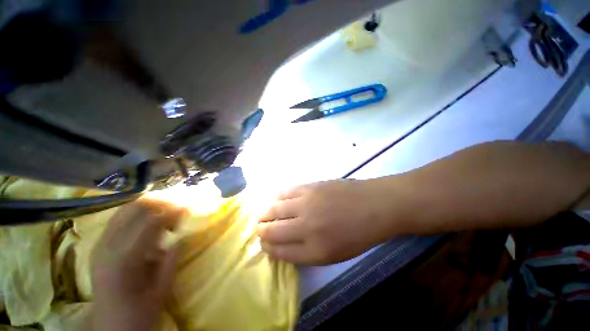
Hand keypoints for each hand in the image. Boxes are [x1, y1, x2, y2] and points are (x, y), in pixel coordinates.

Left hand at [90, 199, 185, 330]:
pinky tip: (149, 218)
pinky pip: (119, 217)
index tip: (188, 208)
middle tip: (178, 206)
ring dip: (149, 205)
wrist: (110, 325)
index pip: (151, 222)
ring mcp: (100, 243)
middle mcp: (108, 246)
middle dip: (160, 202)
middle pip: (135, 208)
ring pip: (125, 208)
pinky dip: (137, 212)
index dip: (172, 211)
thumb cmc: (139, 311)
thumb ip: (172, 258)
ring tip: (166, 209)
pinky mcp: (99, 244)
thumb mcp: (162, 289)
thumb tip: (182, 234)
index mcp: (125, 259)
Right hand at [258, 179, 399, 264]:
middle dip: (261, 231)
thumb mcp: (334, 254)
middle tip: (260, 228)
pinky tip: (275, 200)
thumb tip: (282, 245)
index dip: (268, 248)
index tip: (264, 244)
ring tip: (263, 214)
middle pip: (272, 231)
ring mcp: (306, 203)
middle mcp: (306, 227)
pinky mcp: (309, 186)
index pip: (279, 252)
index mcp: (315, 251)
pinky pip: (284, 192)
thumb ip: (306, 252)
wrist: (374, 205)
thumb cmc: (357, 234)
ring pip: (274, 209)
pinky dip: (276, 198)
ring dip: (264, 213)